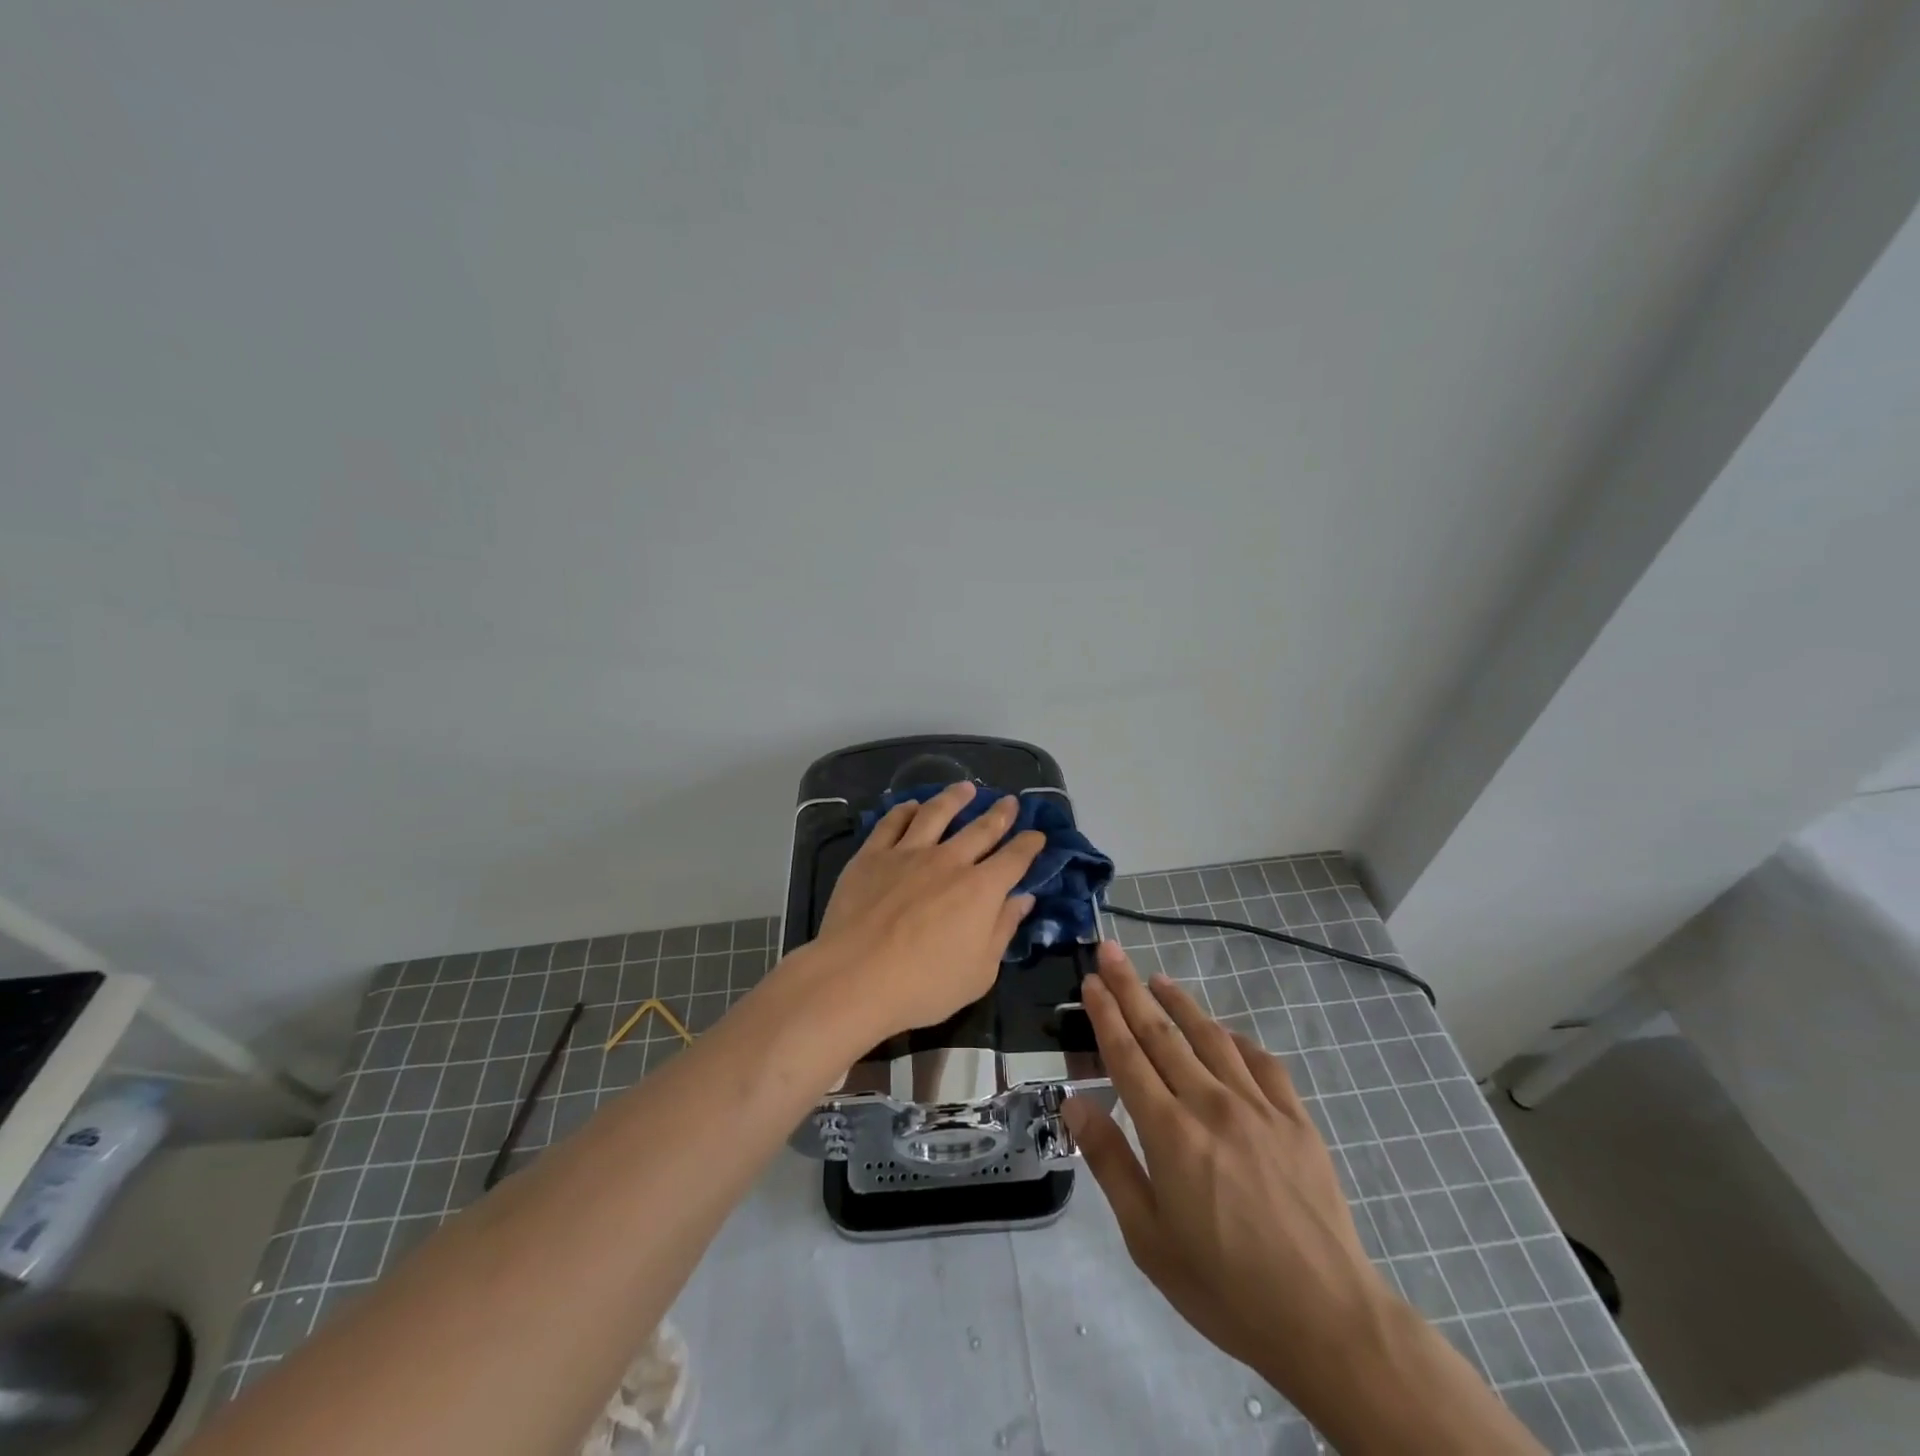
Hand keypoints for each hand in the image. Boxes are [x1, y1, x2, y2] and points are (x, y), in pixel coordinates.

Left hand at [810, 782, 1044, 1036]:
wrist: (856, 976)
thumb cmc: (925, 985)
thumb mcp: (980, 971)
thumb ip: (1002, 930)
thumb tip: (1022, 899)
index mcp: (981, 889)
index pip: (1014, 858)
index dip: (1029, 845)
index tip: (1037, 835)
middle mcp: (949, 861)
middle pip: (981, 829)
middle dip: (1000, 814)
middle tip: (1010, 801)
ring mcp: (908, 853)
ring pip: (936, 813)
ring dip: (954, 798)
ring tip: (966, 788)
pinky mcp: (872, 855)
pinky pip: (892, 822)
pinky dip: (905, 810)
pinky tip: (911, 805)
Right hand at [1061, 942, 1395, 1396]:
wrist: (1327, 1320)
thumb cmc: (1225, 1287)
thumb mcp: (1148, 1238)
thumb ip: (1111, 1162)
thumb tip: (1075, 1102)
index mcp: (1170, 1132)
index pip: (1127, 1055)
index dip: (1106, 1013)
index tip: (1091, 980)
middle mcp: (1211, 1104)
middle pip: (1162, 1033)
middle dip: (1131, 989)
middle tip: (1110, 951)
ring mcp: (1259, 1107)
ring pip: (1210, 1037)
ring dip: (1179, 1003)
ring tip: (1158, 979)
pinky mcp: (1296, 1119)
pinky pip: (1261, 1063)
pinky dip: (1235, 1040)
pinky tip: (1224, 1034)